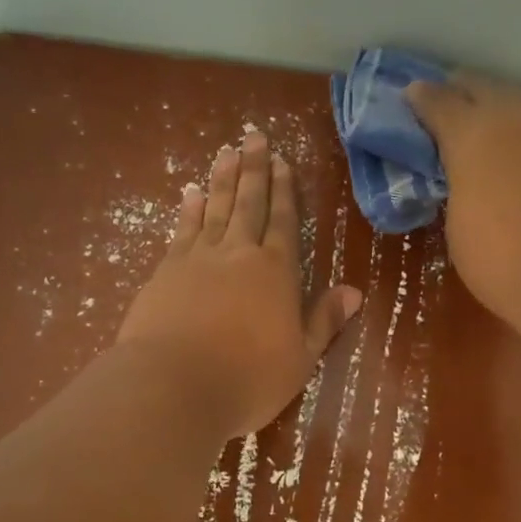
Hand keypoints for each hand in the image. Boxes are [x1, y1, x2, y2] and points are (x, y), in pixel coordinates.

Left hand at [118, 131, 362, 439]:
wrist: (172, 386)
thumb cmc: (247, 379)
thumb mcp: (300, 358)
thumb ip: (324, 321)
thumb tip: (355, 291)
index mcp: (276, 271)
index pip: (284, 221)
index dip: (285, 190)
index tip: (282, 161)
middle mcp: (238, 254)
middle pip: (249, 203)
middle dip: (254, 169)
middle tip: (254, 136)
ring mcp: (198, 259)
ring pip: (215, 208)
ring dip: (222, 179)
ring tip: (225, 151)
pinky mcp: (165, 271)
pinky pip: (182, 230)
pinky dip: (189, 209)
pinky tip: (190, 193)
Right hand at [405, 74, 520, 338]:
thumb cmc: (507, 263)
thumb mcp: (460, 228)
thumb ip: (460, 190)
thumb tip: (470, 181)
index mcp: (473, 137)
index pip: (438, 101)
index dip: (421, 98)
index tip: (411, 97)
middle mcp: (519, 122)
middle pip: (485, 90)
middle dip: (463, 95)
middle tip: (449, 110)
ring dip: (505, 122)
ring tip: (494, 146)